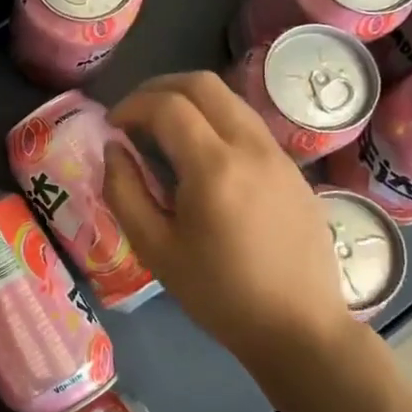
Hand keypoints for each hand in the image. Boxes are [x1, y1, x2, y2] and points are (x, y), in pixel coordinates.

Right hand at [104, 71, 352, 369]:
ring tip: (163, 129)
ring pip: (230, 99)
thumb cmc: (218, 293)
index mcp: (214, 167)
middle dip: (159, 88)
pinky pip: (249, 124)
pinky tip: (201, 156)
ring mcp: (279, 155)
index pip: (167, 105)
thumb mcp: (154, 248)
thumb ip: (124, 191)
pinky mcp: (294, 169)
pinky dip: (216, 121)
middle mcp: (251, 147)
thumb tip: (113, 148)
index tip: (112, 126)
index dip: (131, 106)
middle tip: (134, 114)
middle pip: (203, 84)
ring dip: (190, 101)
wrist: (298, 327)